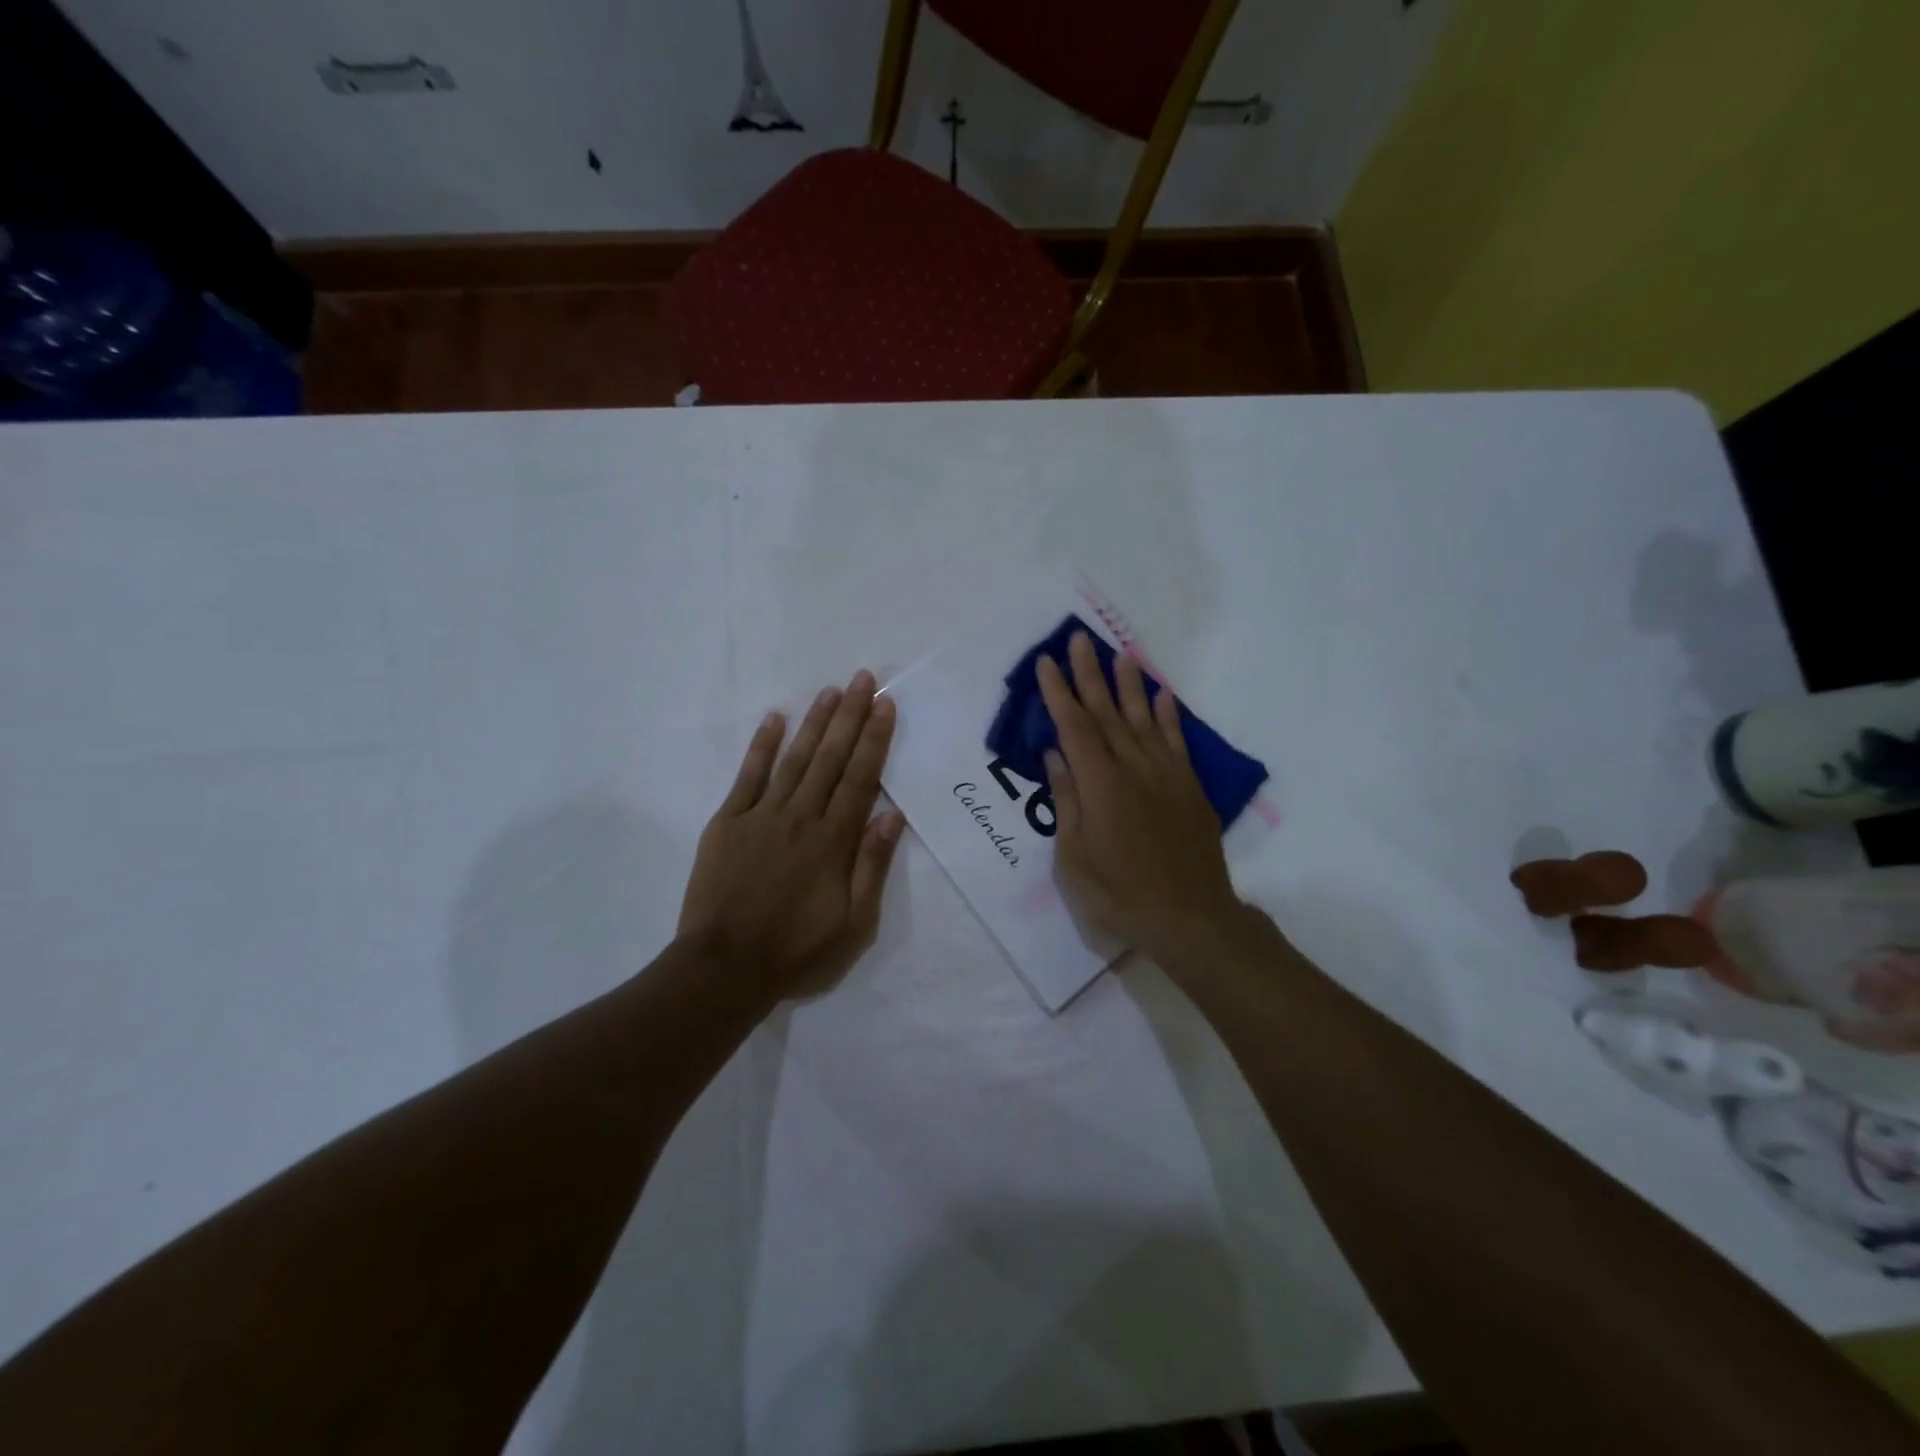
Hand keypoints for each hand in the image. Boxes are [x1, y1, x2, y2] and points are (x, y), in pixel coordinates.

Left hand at [679, 671, 906, 1004]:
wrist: (723, 970)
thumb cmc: (796, 952)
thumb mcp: (854, 924)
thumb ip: (872, 866)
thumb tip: (893, 816)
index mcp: (833, 841)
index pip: (860, 778)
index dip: (875, 739)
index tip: (886, 706)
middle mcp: (800, 817)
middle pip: (830, 758)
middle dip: (850, 716)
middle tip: (864, 679)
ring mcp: (760, 816)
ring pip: (794, 759)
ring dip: (814, 722)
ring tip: (831, 691)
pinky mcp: (728, 823)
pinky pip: (748, 776)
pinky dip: (761, 746)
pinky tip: (774, 719)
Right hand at [1038, 633, 1248, 966]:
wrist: (1189, 920)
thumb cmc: (1119, 896)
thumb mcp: (1074, 858)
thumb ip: (1067, 801)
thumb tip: (1055, 756)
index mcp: (1100, 786)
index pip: (1074, 728)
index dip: (1059, 693)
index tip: (1047, 663)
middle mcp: (1133, 770)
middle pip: (1107, 714)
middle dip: (1090, 675)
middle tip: (1079, 640)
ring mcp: (1165, 776)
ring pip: (1142, 720)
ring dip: (1129, 685)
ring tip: (1121, 653)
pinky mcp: (1189, 788)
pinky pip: (1176, 742)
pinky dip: (1168, 716)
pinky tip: (1161, 695)